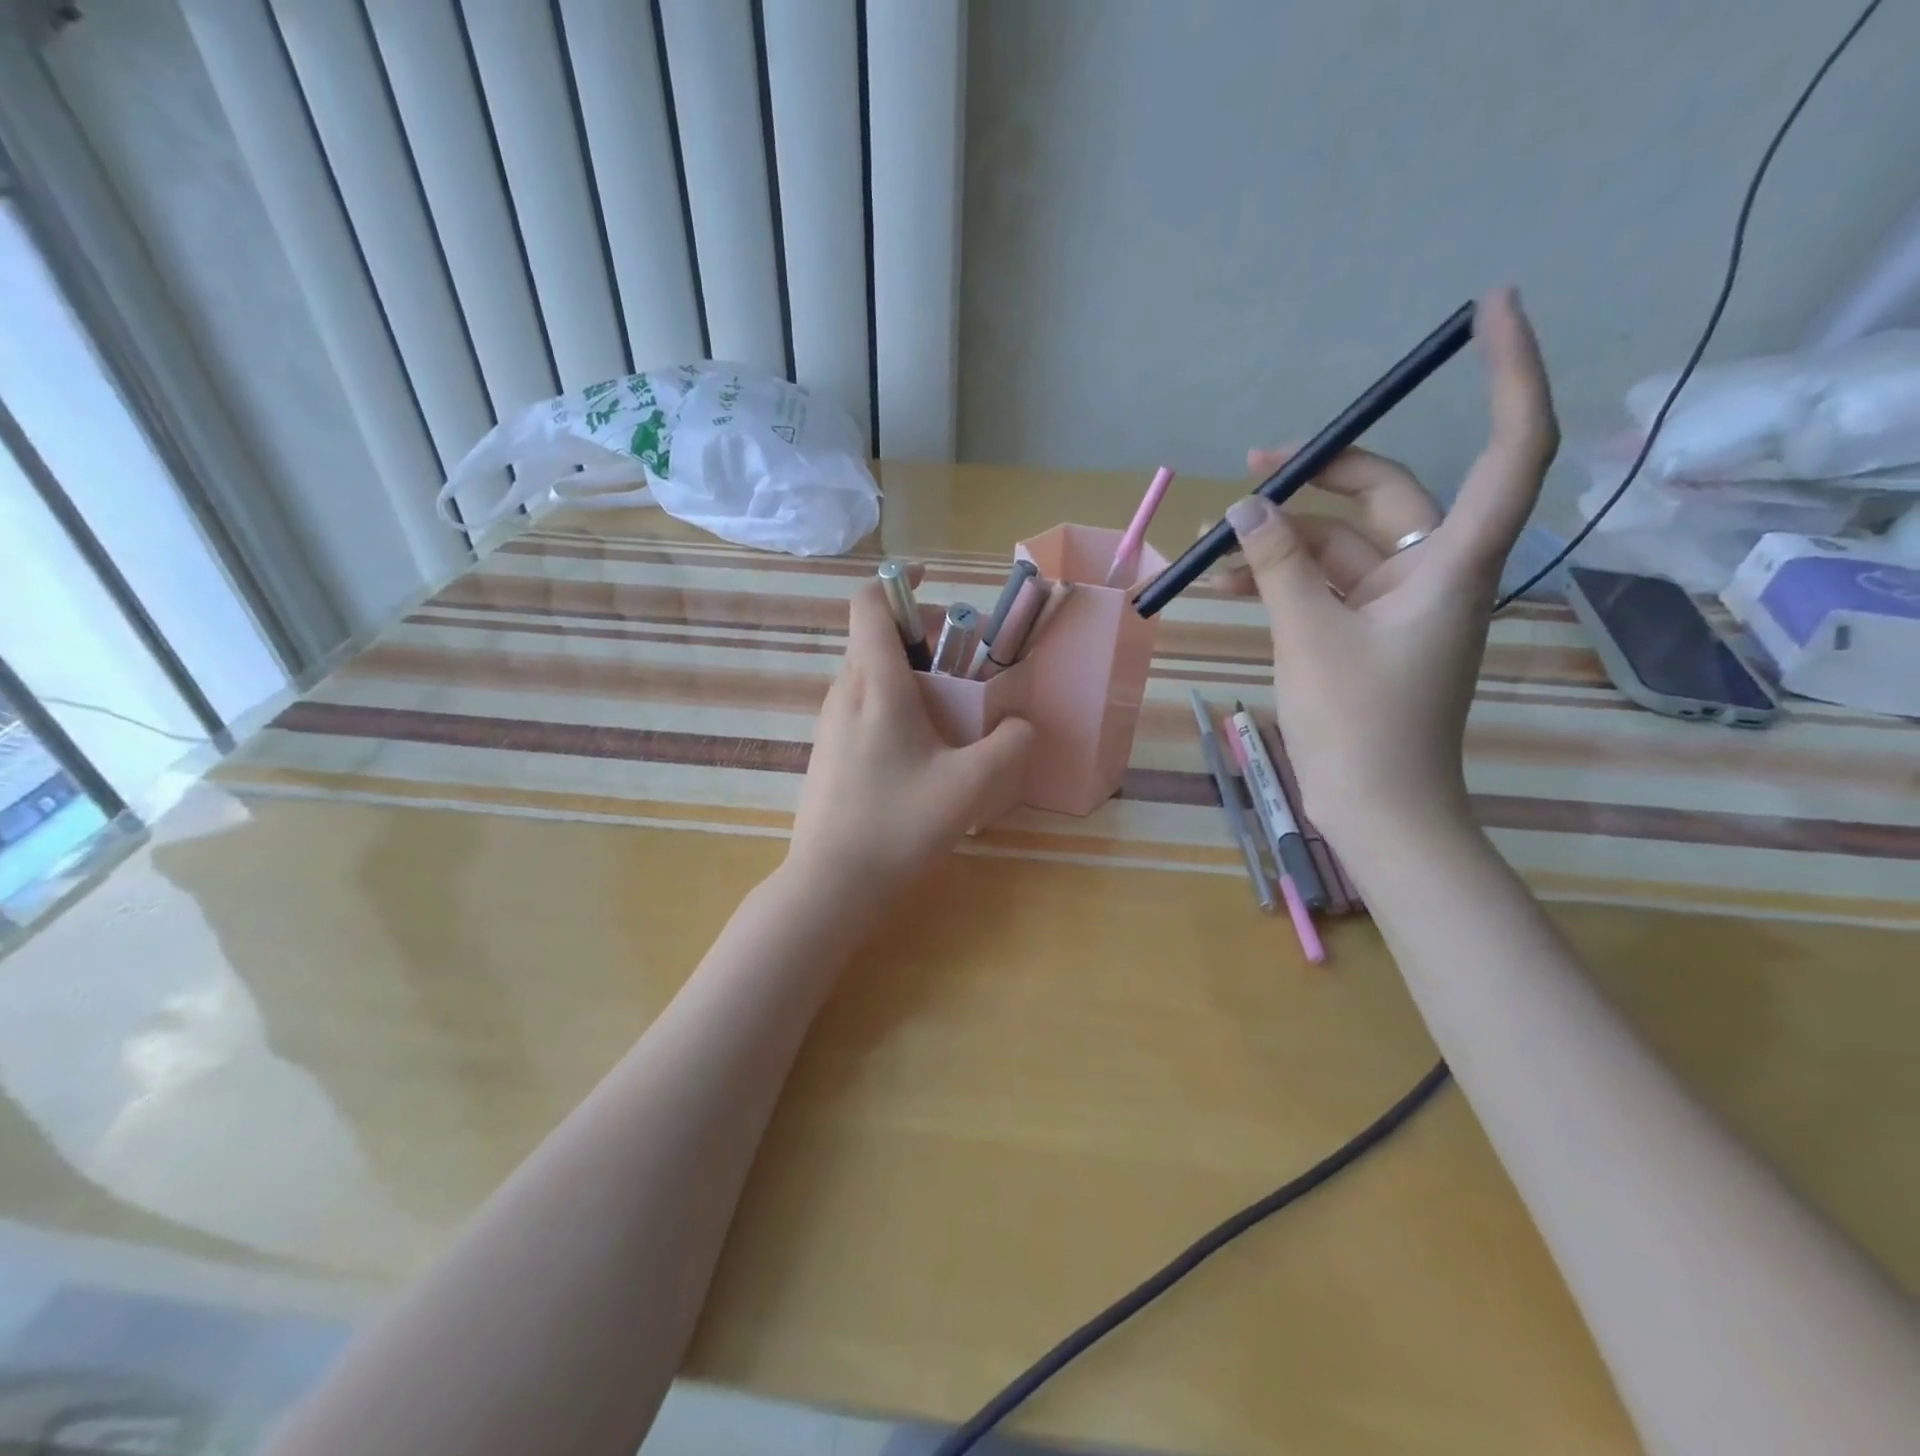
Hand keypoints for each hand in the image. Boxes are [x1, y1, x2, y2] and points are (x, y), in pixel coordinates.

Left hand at [788, 574, 1033, 907]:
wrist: (831, 883)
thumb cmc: (898, 825)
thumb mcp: (971, 785)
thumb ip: (1009, 746)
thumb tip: (1022, 725)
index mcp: (874, 684)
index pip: (870, 604)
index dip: (900, 581)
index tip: (934, 582)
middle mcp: (844, 692)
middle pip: (876, 637)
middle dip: (921, 636)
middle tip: (964, 664)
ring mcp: (830, 723)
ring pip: (869, 673)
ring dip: (909, 673)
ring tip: (950, 710)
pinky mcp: (827, 750)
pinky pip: (862, 705)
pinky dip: (893, 702)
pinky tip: (921, 749)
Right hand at [1221, 287, 1557, 852]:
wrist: (1378, 810)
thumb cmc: (1360, 725)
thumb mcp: (1309, 636)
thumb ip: (1279, 566)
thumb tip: (1245, 509)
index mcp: (1454, 563)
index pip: (1509, 447)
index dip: (1510, 372)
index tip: (1490, 308)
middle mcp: (1437, 573)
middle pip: (1388, 495)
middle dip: (1320, 476)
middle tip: (1253, 466)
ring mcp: (1401, 605)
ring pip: (1344, 545)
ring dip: (1285, 538)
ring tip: (1216, 544)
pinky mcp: (1370, 633)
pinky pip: (1327, 584)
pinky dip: (1285, 577)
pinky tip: (1232, 581)